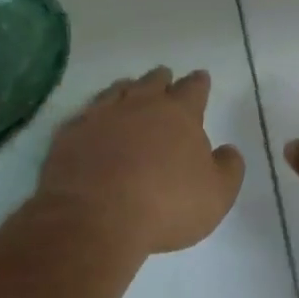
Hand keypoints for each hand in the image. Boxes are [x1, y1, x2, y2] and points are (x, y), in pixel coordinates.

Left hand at [37, 67, 245, 258]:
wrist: (93, 220)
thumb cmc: (166, 205)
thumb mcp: (217, 195)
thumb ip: (229, 168)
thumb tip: (228, 150)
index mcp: (179, 114)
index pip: (193, 88)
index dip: (199, 83)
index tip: (201, 78)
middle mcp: (140, 105)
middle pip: (153, 82)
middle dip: (162, 80)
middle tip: (165, 80)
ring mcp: (100, 117)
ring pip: (116, 91)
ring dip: (127, 90)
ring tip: (129, 92)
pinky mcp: (69, 135)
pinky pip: (85, 116)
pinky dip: (94, 117)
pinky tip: (93, 124)